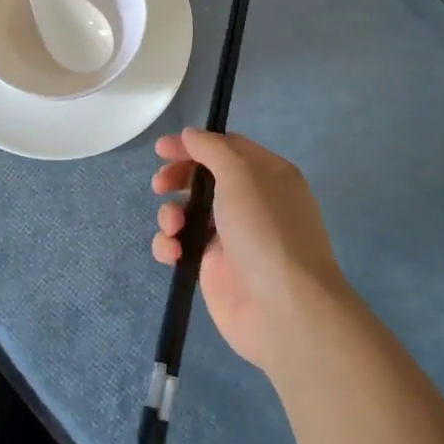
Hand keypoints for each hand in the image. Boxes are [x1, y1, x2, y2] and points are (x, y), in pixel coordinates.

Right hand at [150, 130, 347, 372]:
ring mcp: (232, 237)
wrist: (284, 309)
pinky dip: (170, 245)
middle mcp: (251, 202)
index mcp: (267, 175)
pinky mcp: (214, 268)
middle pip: (204, 178)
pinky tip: (172, 252)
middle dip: (178, 178)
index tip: (162, 149)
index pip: (226, 148)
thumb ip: (212, 149)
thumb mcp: (241, 176)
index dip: (194, 144)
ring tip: (172, 225)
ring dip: (171, 213)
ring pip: (189, 212)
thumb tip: (191, 134)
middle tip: (160, 185)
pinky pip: (182, 246)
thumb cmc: (265, 230)